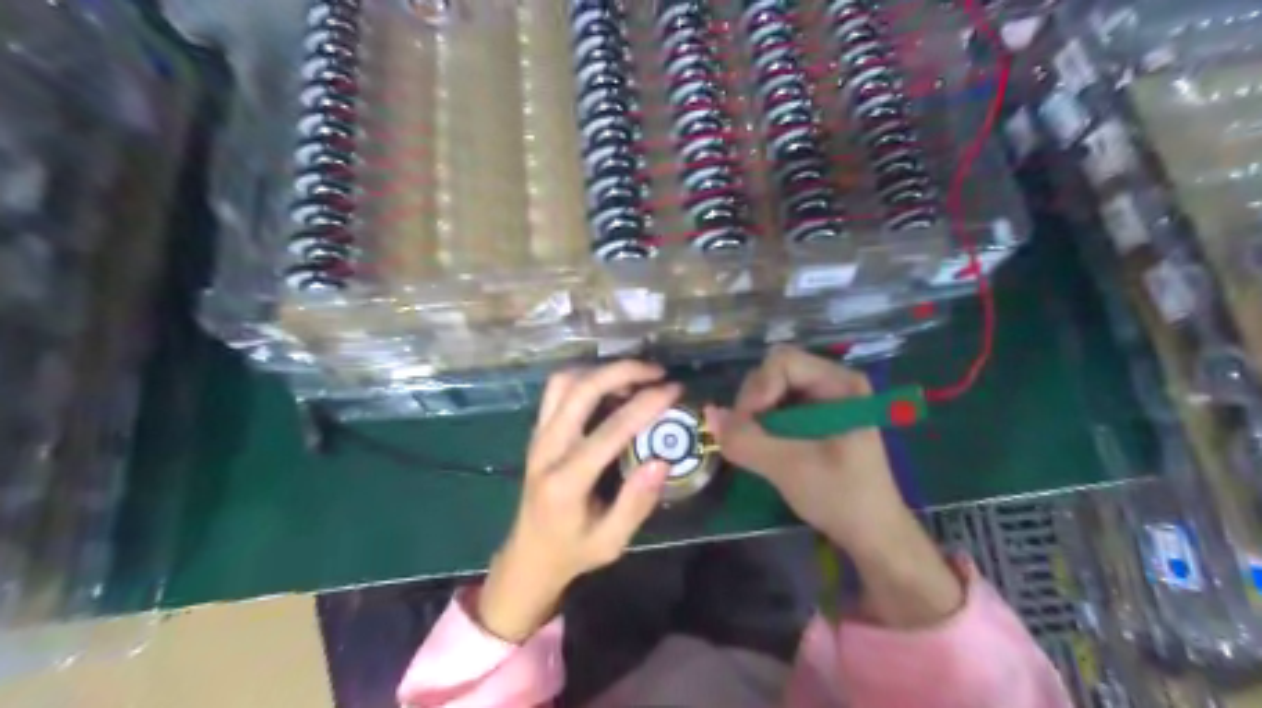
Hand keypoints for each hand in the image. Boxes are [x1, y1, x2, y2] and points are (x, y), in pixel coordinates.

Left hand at [477, 362, 681, 643]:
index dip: (645, 405)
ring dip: (601, 371)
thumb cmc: (573, 552)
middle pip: (580, 391)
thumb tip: (661, 460)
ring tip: (636, 377)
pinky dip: (586, 378)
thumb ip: (636, 503)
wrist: (528, 557)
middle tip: (657, 372)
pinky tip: (611, 387)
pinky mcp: (537, 432)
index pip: (609, 431)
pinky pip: (557, 390)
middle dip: (622, 371)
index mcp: (566, 482)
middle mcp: (546, 450)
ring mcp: (537, 437)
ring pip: (563, 382)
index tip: (674, 390)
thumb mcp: (611, 542)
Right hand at [707, 345, 961, 627]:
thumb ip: (746, 440)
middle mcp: (833, 382)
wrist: (873, 535)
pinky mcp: (815, 419)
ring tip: (756, 447)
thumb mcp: (789, 467)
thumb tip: (709, 415)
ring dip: (755, 417)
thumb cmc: (841, 497)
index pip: (782, 361)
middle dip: (754, 404)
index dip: (758, 389)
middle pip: (774, 372)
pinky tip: (766, 449)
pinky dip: (763, 426)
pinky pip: (776, 408)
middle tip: (749, 440)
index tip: (749, 426)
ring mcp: (824, 400)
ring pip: (771, 391)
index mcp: (840, 383)